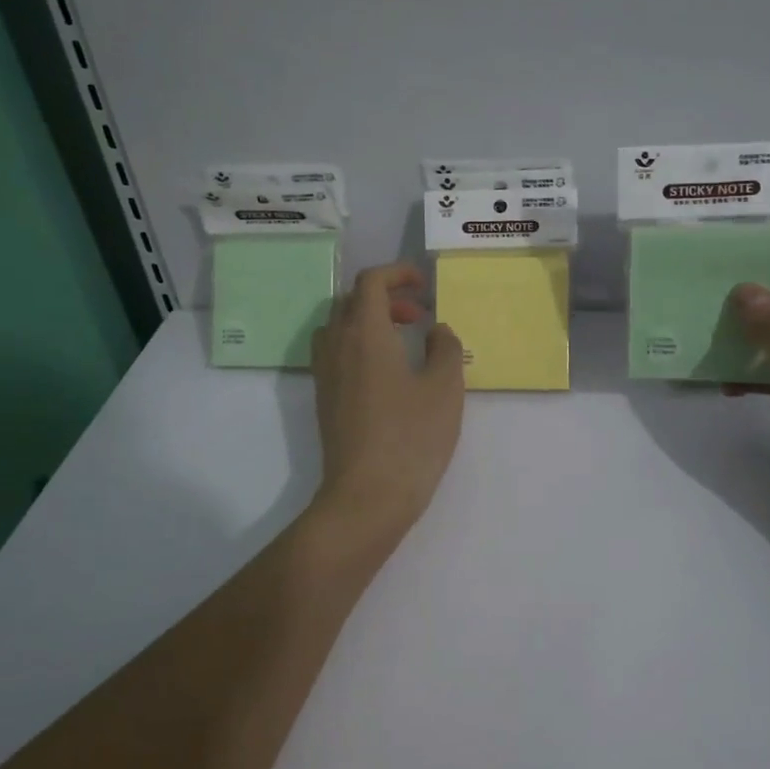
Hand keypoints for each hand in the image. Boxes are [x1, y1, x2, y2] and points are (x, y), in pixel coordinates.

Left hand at [308, 262, 465, 541]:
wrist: (367, 495)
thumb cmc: (412, 437)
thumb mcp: (445, 388)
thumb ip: (445, 348)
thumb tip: (437, 330)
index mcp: (366, 333)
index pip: (370, 282)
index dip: (397, 273)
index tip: (424, 284)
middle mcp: (337, 345)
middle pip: (351, 300)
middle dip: (385, 297)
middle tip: (417, 316)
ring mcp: (325, 373)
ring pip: (339, 326)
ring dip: (368, 321)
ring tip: (401, 341)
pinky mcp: (323, 398)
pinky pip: (334, 352)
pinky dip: (357, 345)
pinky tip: (384, 373)